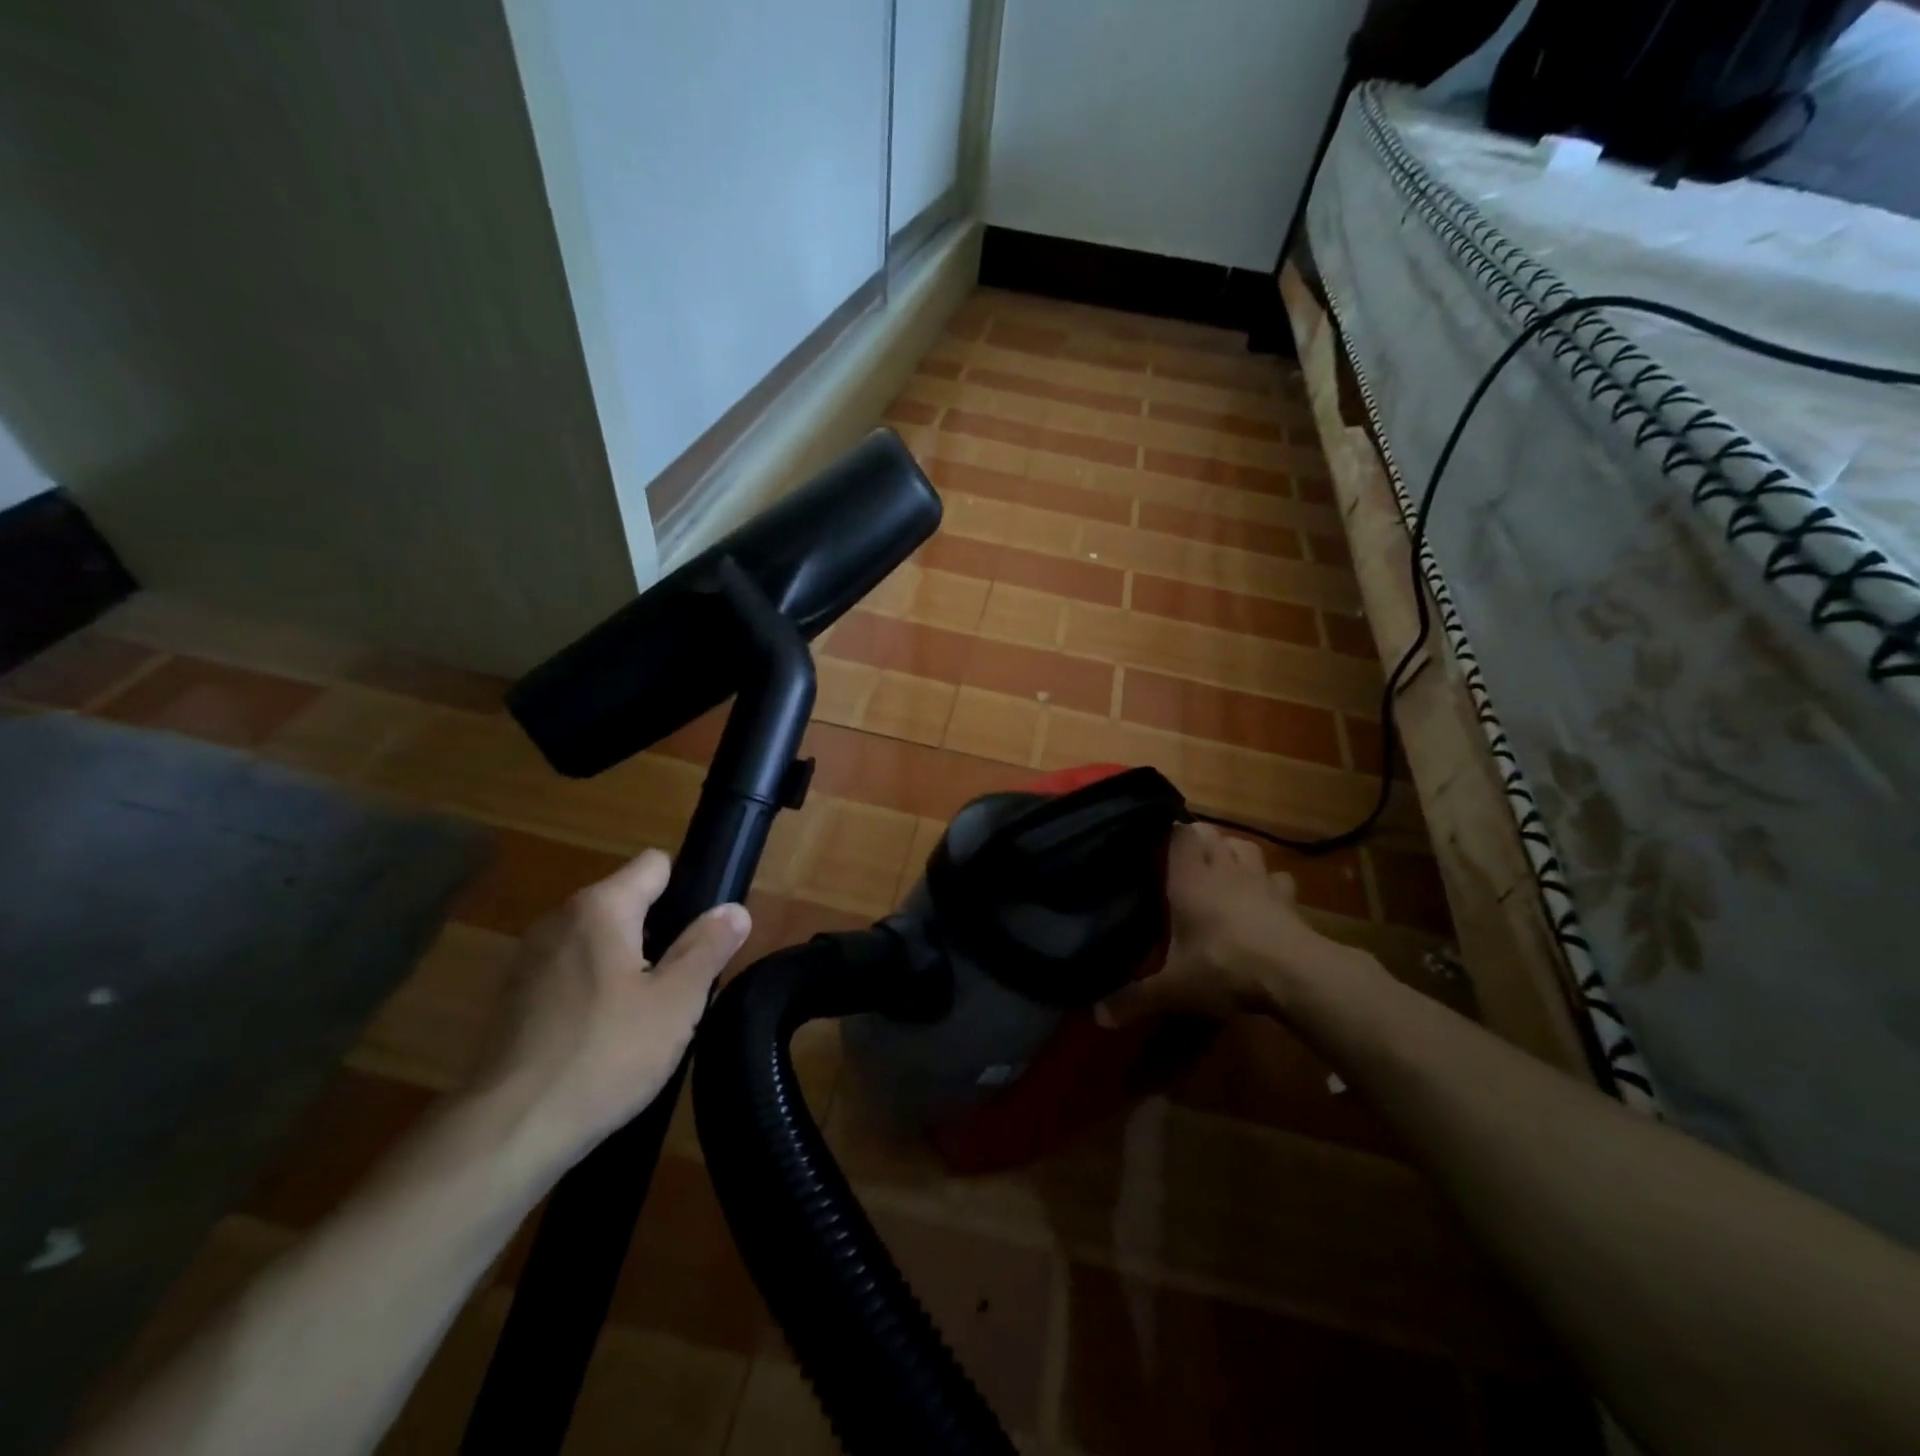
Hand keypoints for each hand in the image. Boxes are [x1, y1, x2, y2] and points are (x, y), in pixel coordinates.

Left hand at [468, 849, 750, 1173]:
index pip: (653, 864)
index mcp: (600, 908)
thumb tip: (734, 909)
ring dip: (627, 964)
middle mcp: (559, 920)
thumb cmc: (605, 1055)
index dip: (687, 888)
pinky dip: (593, 991)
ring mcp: (529, 960)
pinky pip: (570, 975)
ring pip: (597, 942)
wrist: (508, 1133)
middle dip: (660, 932)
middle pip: (625, 903)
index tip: (703, 932)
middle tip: (684, 982)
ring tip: (650, 1014)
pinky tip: (606, 1038)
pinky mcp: (513, 1000)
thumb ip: (708, 947)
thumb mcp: (676, 1001)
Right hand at [1096, 823, 1341, 1026]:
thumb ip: (1135, 998)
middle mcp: (1224, 869)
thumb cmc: (1222, 966)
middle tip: (1185, 861)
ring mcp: (1260, 880)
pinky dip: (1270, 883)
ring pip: (1246, 846)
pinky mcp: (1289, 899)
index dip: (1170, 832)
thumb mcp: (1172, 988)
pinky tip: (1264, 897)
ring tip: (1223, 869)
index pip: (1180, 833)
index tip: (1157, 843)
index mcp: (1190, 878)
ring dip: (1233, 852)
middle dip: (1199, 840)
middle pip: (1211, 833)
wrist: (1293, 974)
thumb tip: (1098, 1016)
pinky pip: (1278, 878)